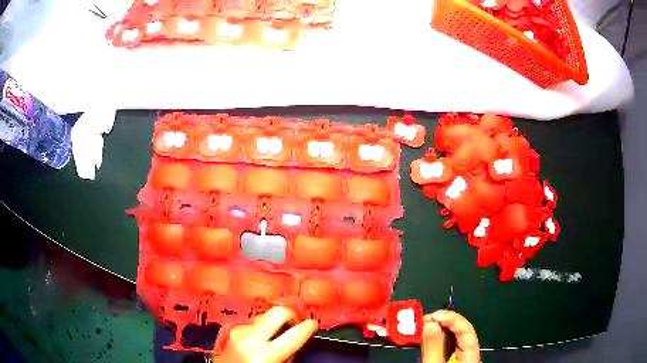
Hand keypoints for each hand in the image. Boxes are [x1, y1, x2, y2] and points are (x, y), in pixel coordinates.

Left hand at [212, 306, 317, 362]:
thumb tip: (295, 339)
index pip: (295, 333)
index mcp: (265, 353)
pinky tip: (258, 340)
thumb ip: (288, 355)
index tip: (313, 324)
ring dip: (272, 324)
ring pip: (263, 318)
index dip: (309, 327)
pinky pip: (251, 325)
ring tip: (273, 337)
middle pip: (278, 312)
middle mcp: (250, 337)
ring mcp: (237, 331)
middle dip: (291, 315)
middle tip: (295, 324)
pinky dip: (259, 329)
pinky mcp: (229, 330)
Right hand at [421, 310, 479, 362]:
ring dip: (436, 329)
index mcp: (471, 356)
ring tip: (422, 326)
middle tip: (424, 319)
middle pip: (459, 332)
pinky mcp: (448, 361)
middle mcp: (467, 355)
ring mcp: (458, 359)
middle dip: (441, 322)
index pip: (467, 329)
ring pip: (450, 338)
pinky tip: (425, 337)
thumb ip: (434, 348)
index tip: (434, 316)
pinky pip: (443, 346)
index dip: (451, 319)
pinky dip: (433, 339)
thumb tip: (431, 324)